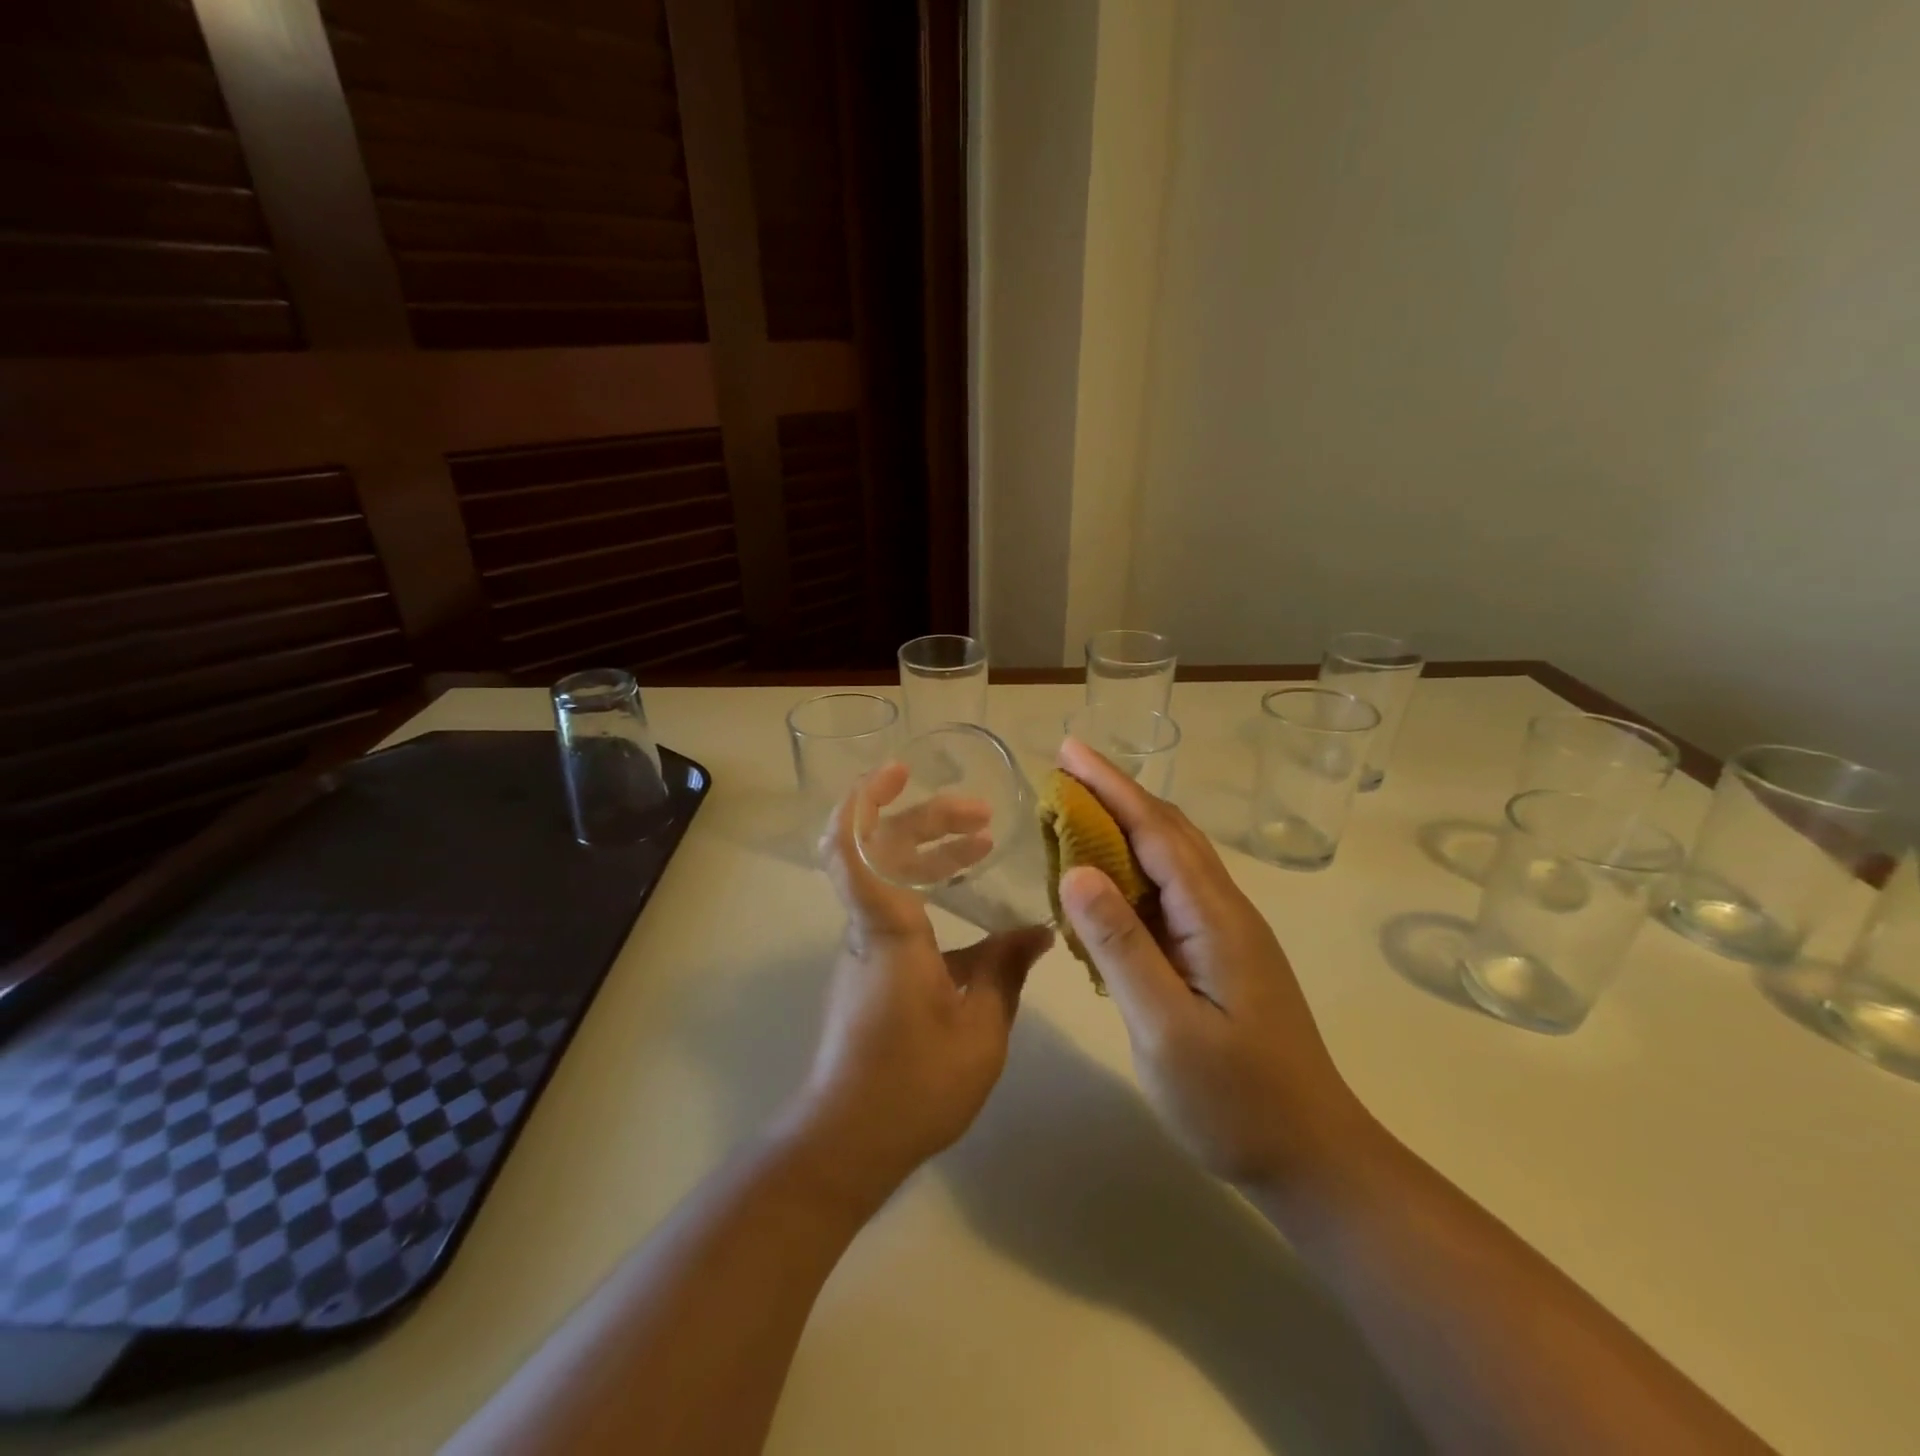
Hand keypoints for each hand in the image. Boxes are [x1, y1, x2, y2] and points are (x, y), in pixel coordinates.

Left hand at [793, 766, 1052, 1201]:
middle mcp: (865, 927)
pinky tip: (966, 899)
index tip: (899, 771)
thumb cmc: (912, 1083)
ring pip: (886, 877)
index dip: (865, 799)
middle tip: (980, 817)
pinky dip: (924, 886)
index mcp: (887, 929)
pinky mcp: (867, 969)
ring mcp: (862, 947)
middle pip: (879, 849)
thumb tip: (1036, 931)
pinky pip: (891, 905)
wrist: (846, 1141)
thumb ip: (1006, 970)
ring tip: (980, 846)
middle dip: (926, 820)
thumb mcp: (980, 1028)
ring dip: (928, 852)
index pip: (852, 847)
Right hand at [1054, 738, 1367, 1187]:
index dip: (1111, 787)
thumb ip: (1121, 946)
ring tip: (1075, 812)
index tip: (1069, 751)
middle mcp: (1224, 911)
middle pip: (1168, 833)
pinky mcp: (1218, 956)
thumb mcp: (1167, 1028)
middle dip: (1116, 794)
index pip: (1157, 831)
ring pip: (1171, 861)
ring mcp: (1224, 934)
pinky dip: (1132, 870)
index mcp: (1215, 917)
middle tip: (1064, 771)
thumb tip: (1076, 870)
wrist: (1313, 1158)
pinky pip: (1168, 894)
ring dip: (1124, 827)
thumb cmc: (1237, 1100)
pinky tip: (1105, 881)